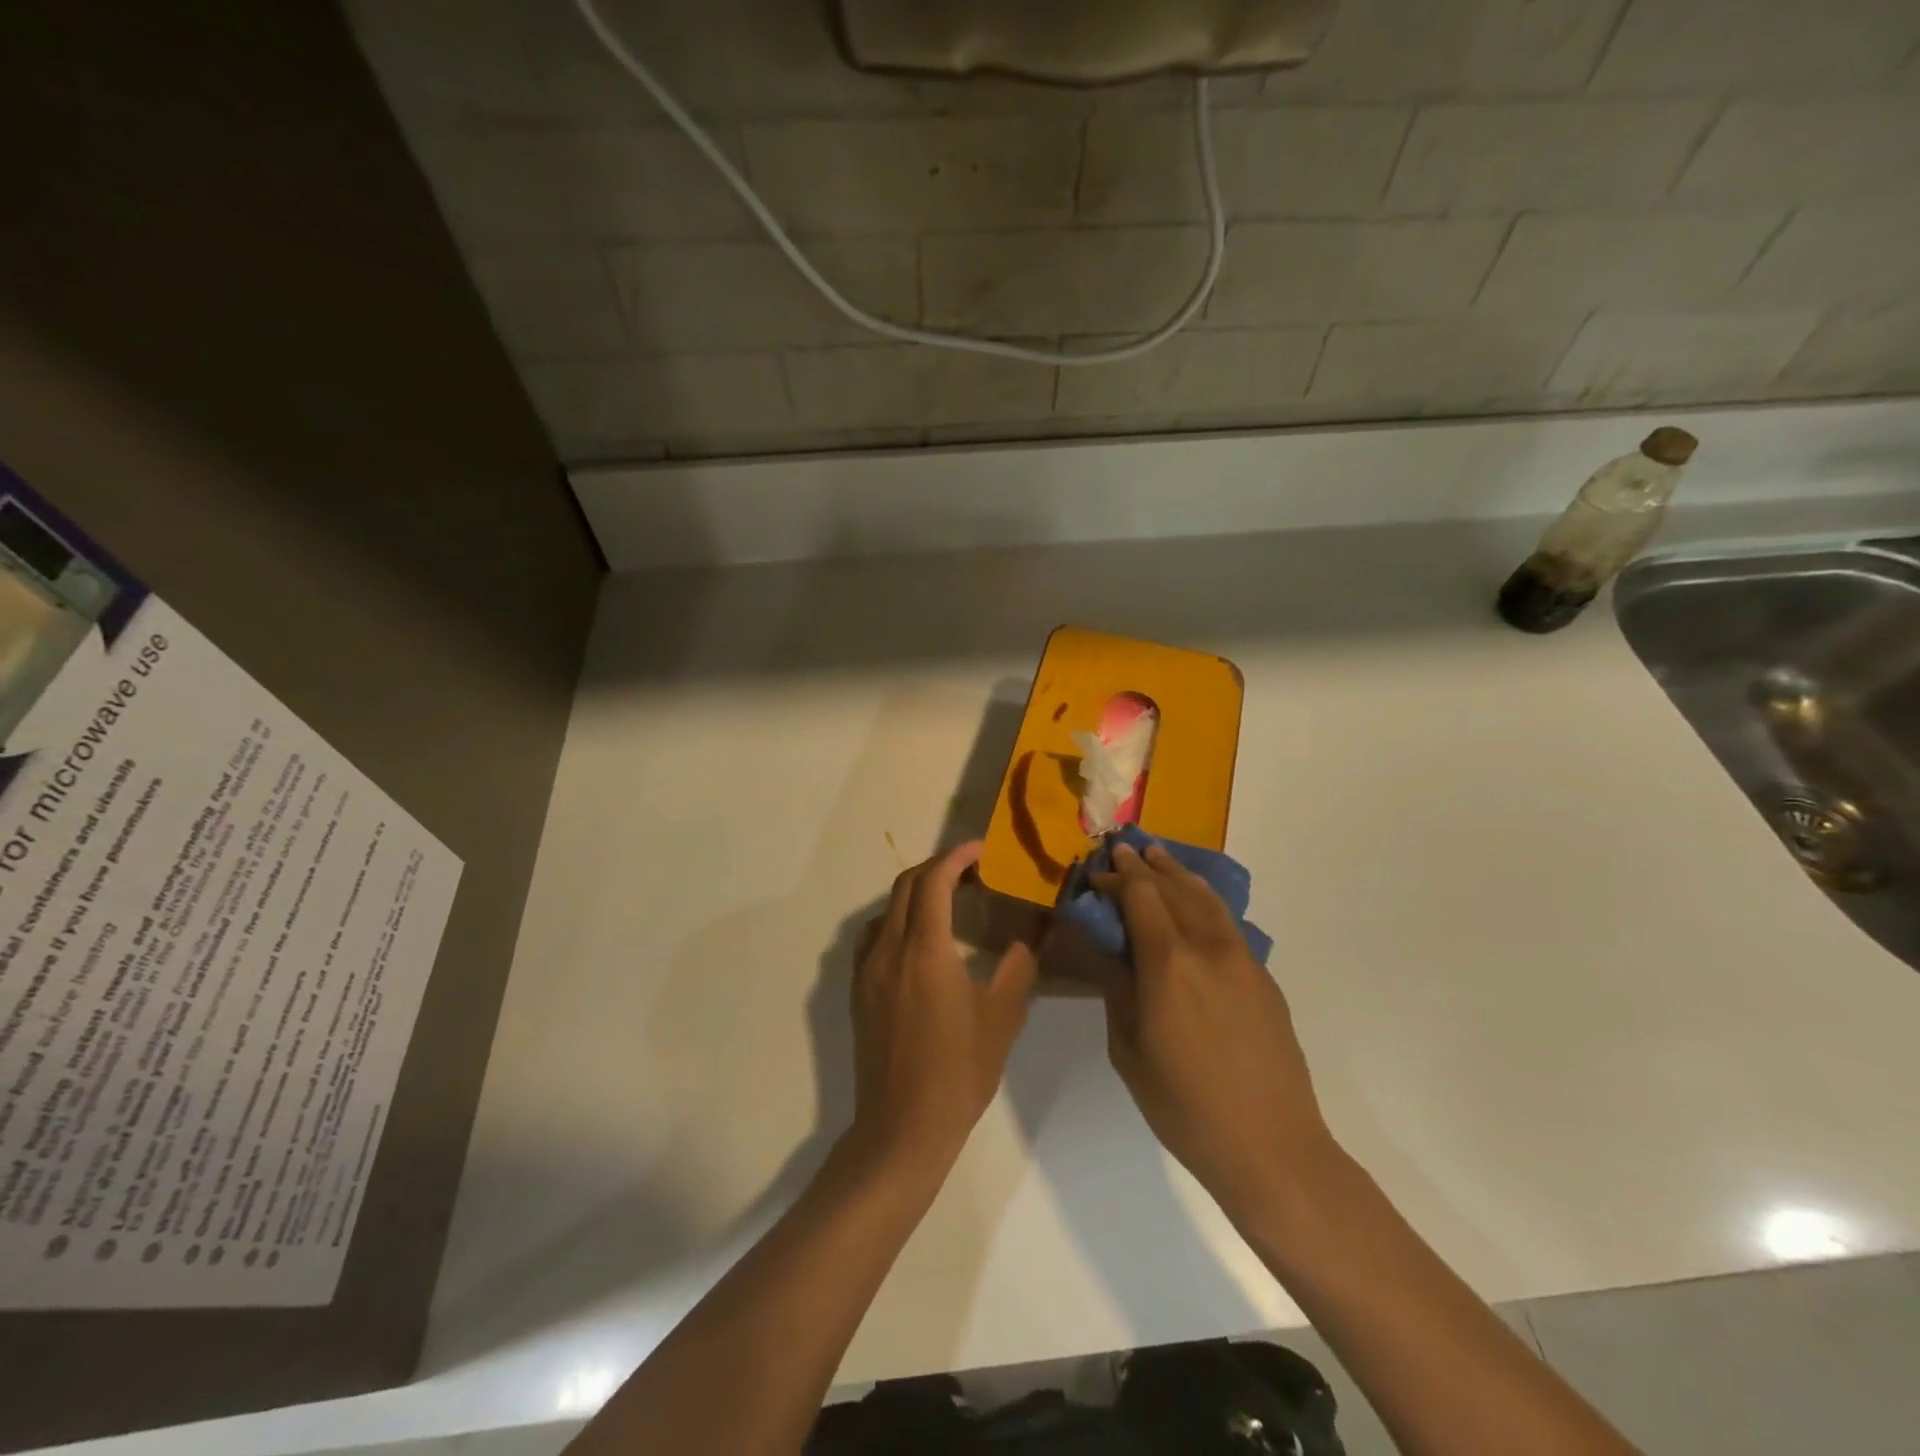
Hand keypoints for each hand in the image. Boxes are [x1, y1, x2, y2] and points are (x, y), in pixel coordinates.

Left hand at [849, 841, 1039, 1172]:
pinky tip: (919, 941)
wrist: (902, 1127)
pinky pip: (875, 936)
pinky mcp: (859, 991)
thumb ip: (1017, 967)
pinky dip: (898, 920)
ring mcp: (867, 970)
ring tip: (948, 901)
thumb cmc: (959, 1072)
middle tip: (970, 871)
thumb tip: (1027, 938)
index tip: (980, 850)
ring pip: (888, 910)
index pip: (934, 881)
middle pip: (906, 886)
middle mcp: (889, 950)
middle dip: (937, 868)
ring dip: (916, 893)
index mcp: (925, 950)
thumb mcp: (1003, 1018)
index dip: (956, 857)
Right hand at [1093, 841, 1332, 1224]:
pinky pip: (1227, 922)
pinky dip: (1205, 899)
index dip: (1117, 879)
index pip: (1140, 898)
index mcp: (1168, 963)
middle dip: (1145, 866)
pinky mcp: (1263, 976)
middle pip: (1174, 888)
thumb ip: (1117, 989)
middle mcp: (1207, 947)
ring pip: (1207, 898)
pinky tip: (1195, 901)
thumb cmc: (1184, 1105)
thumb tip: (1108, 950)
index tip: (1097, 872)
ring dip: (1179, 873)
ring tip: (1159, 856)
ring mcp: (1242, 959)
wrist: (1271, 1145)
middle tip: (1124, 851)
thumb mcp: (1129, 1050)